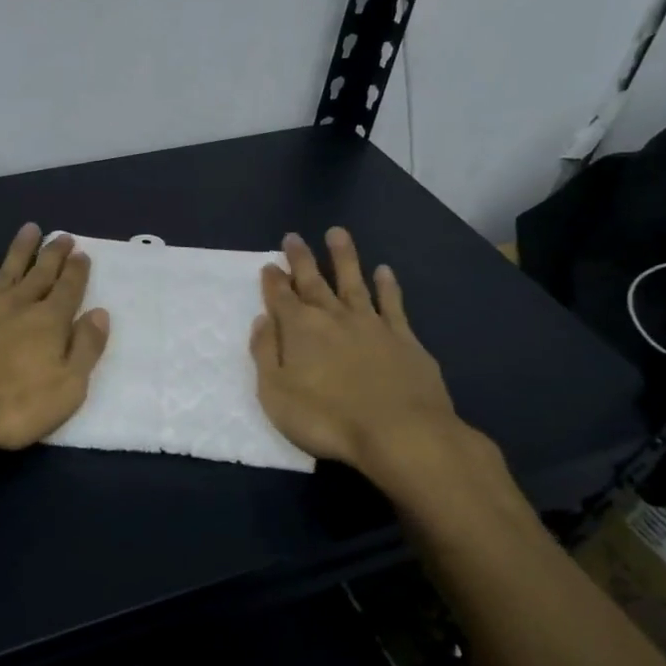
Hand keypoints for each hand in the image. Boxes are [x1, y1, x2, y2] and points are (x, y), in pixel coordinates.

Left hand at [0, 223, 109, 458]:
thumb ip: (85, 348)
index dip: (77, 272)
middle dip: (53, 255)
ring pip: (7, 269)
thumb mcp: (67, 386)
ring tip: (30, 228)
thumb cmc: (13, 403)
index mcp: (50, 322)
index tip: (82, 253)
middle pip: (40, 274)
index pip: (69, 290)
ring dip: (20, 250)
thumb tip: (100, 314)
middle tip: (63, 236)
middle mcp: (19, 305)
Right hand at [250, 228, 471, 498]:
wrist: (400, 432)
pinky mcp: (404, 339)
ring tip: (337, 233)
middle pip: (313, 282)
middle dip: (301, 259)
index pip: (281, 298)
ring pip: (353, 282)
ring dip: (344, 257)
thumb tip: (262, 320)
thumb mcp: (276, 393)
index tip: (269, 264)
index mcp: (300, 330)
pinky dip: (387, 286)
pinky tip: (384, 271)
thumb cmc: (327, 419)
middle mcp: (334, 317)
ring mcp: (372, 325)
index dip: (273, 280)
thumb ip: (266, 353)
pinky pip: (393, 304)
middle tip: (293, 237)